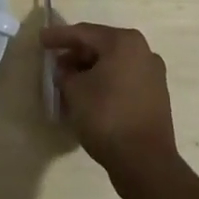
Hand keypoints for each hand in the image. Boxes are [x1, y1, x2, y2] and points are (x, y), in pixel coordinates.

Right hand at [42, 23, 176, 176]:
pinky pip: (124, 81)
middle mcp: (143, 52)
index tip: (41, 39)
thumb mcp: (75, 91)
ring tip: (69, 82)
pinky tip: (89, 96)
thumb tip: (66, 71)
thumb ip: (65, 73)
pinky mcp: (156, 98)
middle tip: (55, 63)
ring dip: (90, 71)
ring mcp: (153, 76)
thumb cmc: (107, 117)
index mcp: (124, 42)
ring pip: (113, 65)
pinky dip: (105, 83)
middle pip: (101, 47)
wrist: (146, 164)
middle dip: (76, 55)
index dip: (59, 36)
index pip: (84, 33)